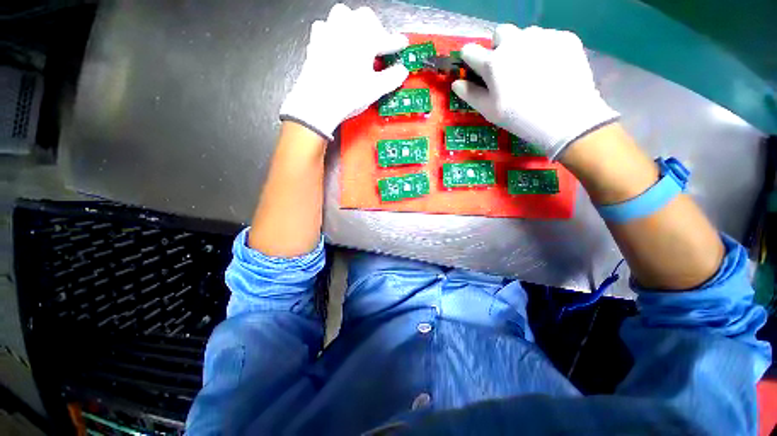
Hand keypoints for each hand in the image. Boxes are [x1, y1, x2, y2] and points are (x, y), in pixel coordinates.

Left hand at [280, 4, 408, 140]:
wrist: (318, 102)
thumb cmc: (349, 95)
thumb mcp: (375, 89)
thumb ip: (392, 77)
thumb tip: (402, 71)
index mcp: (365, 39)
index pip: (386, 38)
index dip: (396, 42)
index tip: (402, 44)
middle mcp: (347, 28)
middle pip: (365, 17)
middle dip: (375, 29)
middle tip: (379, 47)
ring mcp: (329, 31)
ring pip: (344, 15)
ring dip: (354, 25)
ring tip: (358, 42)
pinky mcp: (315, 40)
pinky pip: (326, 26)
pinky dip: (334, 32)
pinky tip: (337, 46)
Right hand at [452, 25, 618, 159]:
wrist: (566, 118)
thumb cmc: (520, 118)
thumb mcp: (489, 111)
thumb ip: (470, 94)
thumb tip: (457, 83)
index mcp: (493, 62)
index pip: (470, 51)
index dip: (470, 60)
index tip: (475, 69)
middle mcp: (515, 42)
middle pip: (499, 33)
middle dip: (499, 47)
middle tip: (507, 69)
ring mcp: (542, 36)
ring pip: (525, 34)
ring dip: (522, 47)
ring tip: (532, 70)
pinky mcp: (564, 37)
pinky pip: (547, 38)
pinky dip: (545, 50)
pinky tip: (551, 69)